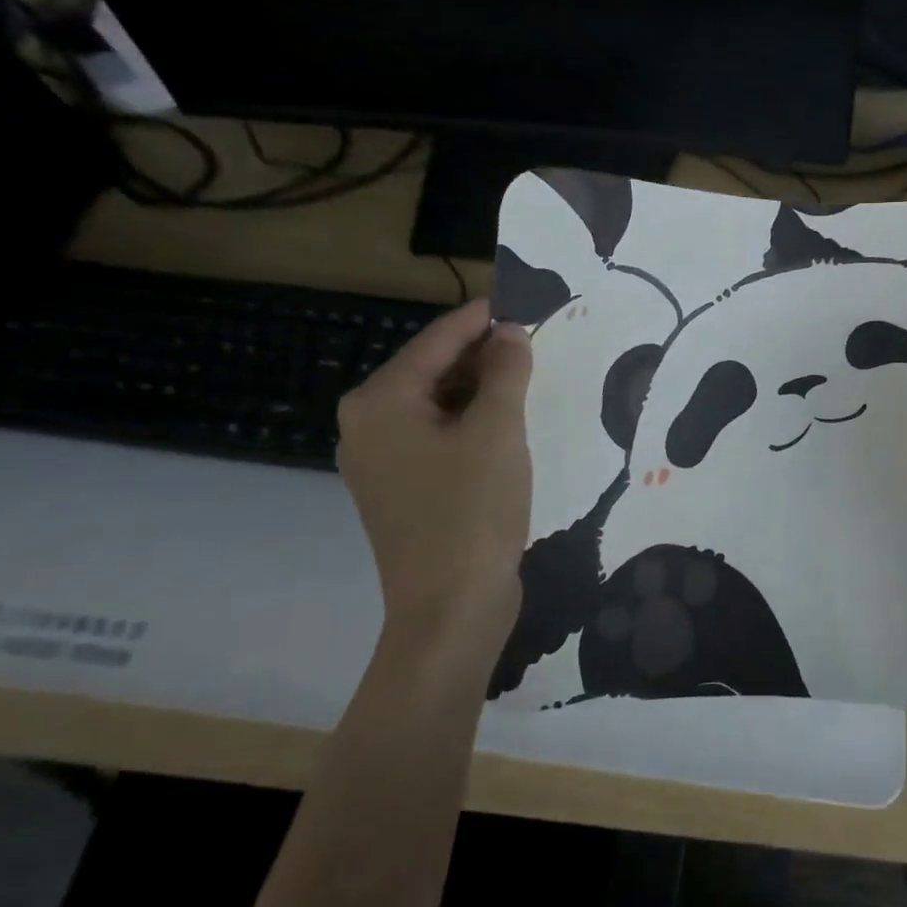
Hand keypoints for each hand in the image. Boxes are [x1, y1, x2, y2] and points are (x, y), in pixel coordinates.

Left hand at [336, 300, 532, 660]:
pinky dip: (474, 418)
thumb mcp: (498, 430)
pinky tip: (511, 417)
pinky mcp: (404, 486)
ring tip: (531, 371)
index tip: (525, 296)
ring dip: (484, 385)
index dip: (484, 316)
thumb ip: (506, 370)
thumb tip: (510, 331)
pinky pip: (441, 433)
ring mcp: (383, 458)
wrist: (451, 610)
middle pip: (435, 367)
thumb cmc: (471, 511)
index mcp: (381, 402)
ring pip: (440, 401)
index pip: (438, 339)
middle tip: (536, 335)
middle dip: (485, 351)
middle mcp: (370, 423)